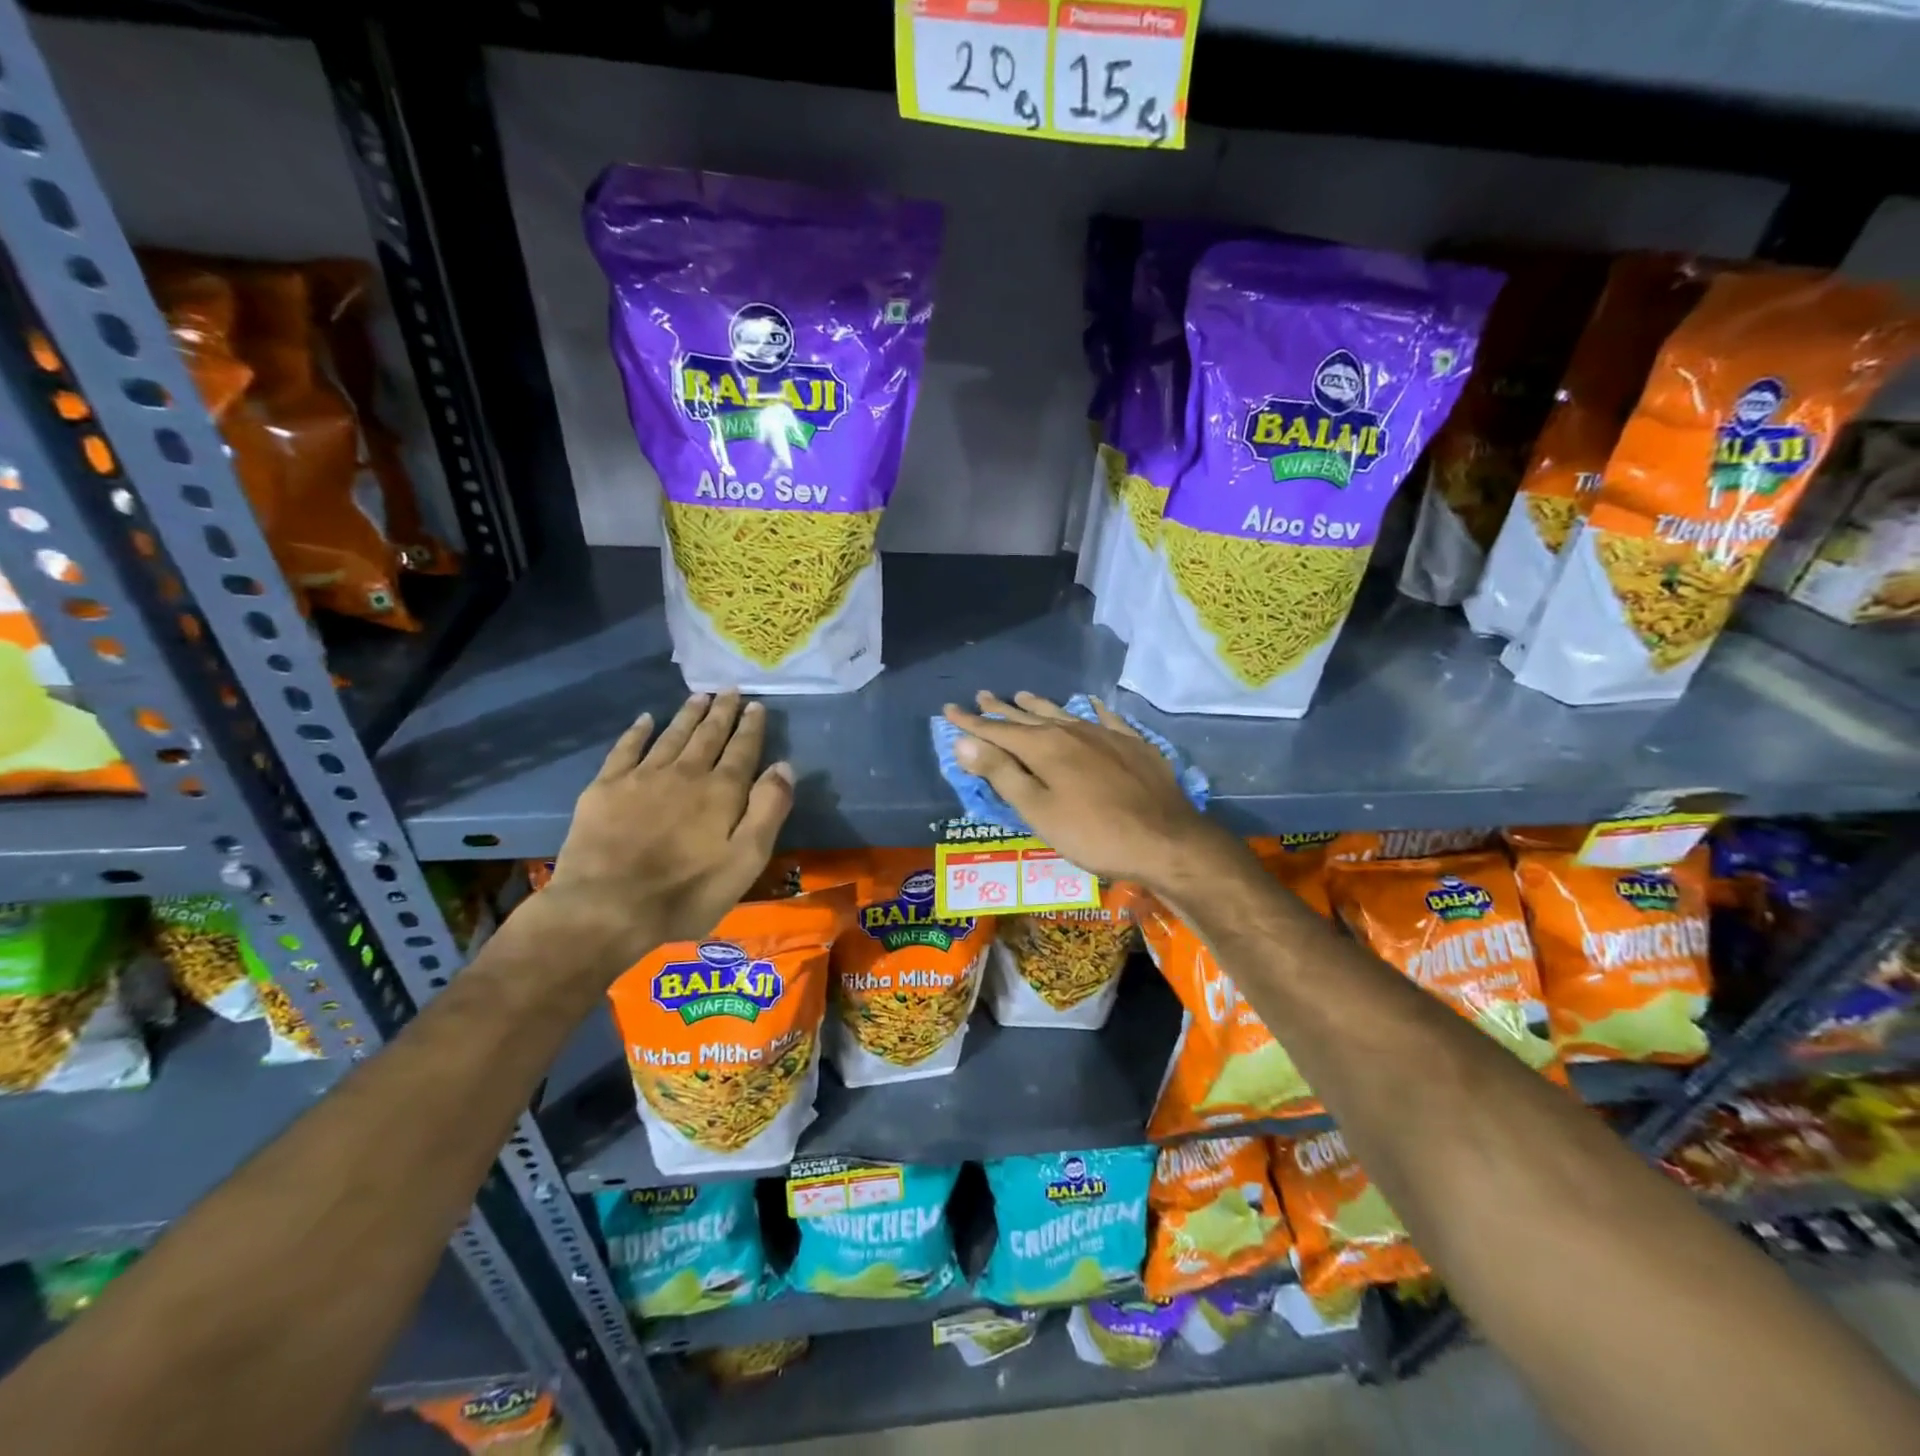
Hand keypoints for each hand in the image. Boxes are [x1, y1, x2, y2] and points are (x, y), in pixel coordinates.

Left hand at [539, 693, 793, 962]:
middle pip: (707, 735)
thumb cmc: (686, 893)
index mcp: (721, 791)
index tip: (757, 705)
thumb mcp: (745, 861)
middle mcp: (684, 773)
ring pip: (671, 735)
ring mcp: (642, 777)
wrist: (606, 908)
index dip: (751, 727)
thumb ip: (768, 811)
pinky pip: (625, 749)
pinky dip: (637, 732)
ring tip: (699, 696)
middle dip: (722, 712)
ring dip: (687, 715)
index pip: (742, 750)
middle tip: (730, 690)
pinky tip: (645, 720)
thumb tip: (784, 766)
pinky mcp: (605, 788)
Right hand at [940, 691, 1230, 890]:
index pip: (997, 731)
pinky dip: (1093, 711)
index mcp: (1044, 747)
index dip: (971, 723)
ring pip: (1065, 714)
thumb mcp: (1038, 810)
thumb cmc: (1093, 834)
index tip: (949, 709)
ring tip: (1023, 695)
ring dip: (1040, 706)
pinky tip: (1092, 704)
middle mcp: (1072, 731)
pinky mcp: (1134, 746)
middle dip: (1002, 709)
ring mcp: (1106, 735)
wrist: (1166, 840)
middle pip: (1029, 717)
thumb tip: (963, 742)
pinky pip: (1107, 719)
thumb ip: (1001, 773)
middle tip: (983, 696)